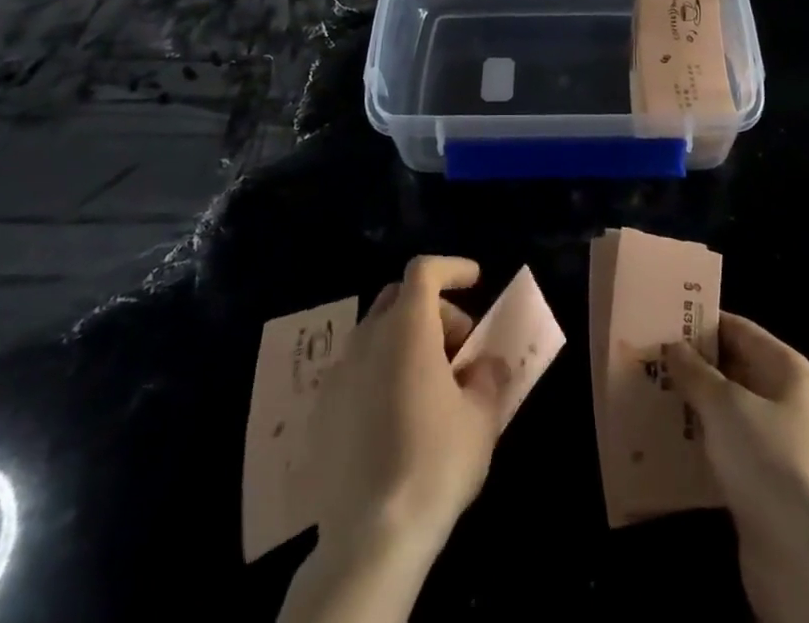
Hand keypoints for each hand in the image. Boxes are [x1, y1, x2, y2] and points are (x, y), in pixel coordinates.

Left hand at [305, 255, 507, 560]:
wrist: (369, 540)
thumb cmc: (434, 464)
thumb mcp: (481, 418)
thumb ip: (488, 377)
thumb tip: (487, 364)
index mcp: (407, 328)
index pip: (425, 270)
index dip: (452, 268)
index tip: (476, 280)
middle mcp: (367, 339)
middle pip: (399, 298)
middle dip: (433, 309)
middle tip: (459, 347)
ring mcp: (338, 375)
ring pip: (376, 335)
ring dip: (406, 342)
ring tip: (431, 386)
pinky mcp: (321, 413)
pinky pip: (357, 372)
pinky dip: (382, 373)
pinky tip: (398, 417)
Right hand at [666, 313, 808, 622]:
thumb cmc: (773, 463)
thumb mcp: (727, 406)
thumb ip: (696, 373)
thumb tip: (674, 346)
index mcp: (785, 369)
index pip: (737, 329)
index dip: (700, 322)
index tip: (658, 317)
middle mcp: (782, 402)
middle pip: (729, 372)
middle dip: (688, 367)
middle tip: (642, 357)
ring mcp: (772, 448)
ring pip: (722, 416)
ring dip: (687, 409)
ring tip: (641, 396)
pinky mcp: (759, 489)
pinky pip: (721, 456)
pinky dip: (694, 449)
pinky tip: (659, 445)